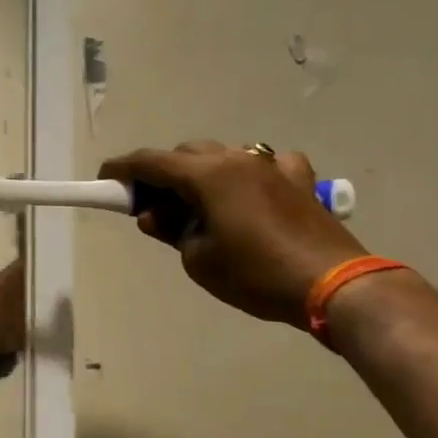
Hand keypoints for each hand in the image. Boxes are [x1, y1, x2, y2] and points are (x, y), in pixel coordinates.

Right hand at [98, 142, 365, 325]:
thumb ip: (170, 230)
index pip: (151, 162)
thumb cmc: (255, 274)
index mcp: (207, 175)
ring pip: (224, 155)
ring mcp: (272, 165)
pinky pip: (265, 164)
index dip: (122, 170)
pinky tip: (252, 195)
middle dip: (163, 175)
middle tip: (152, 207)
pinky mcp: (299, 179)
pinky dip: (249, 175)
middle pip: (186, 154)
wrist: (332, 284)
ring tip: (200, 207)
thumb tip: (154, 216)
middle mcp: (237, 158)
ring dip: (203, 174)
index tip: (104, 181)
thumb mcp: (199, 259)